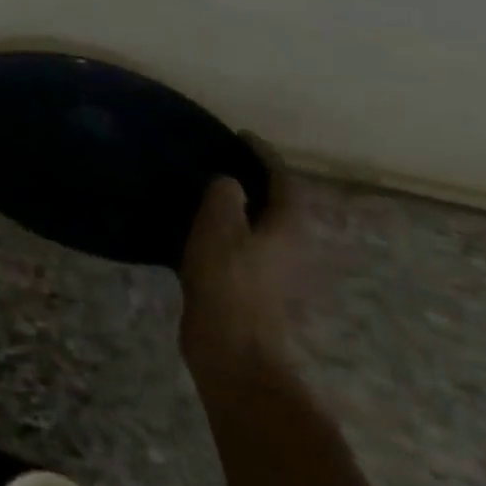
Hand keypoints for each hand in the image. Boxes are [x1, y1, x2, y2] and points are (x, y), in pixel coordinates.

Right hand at [179, 136, 299, 380]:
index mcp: (288, 227)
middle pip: (276, 204)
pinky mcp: (252, 289)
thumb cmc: (228, 280)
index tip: (241, 135)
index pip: (284, 180)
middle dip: (254, 181)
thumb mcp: (219, 225)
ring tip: (204, 191)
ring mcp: (273, 271)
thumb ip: (225, 194)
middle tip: (220, 160)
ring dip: (238, 207)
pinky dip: (224, 230)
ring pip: (258, 226)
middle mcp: (290, 247)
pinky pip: (240, 246)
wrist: (233, 350)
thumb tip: (230, 182)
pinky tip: (196, 230)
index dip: (264, 155)